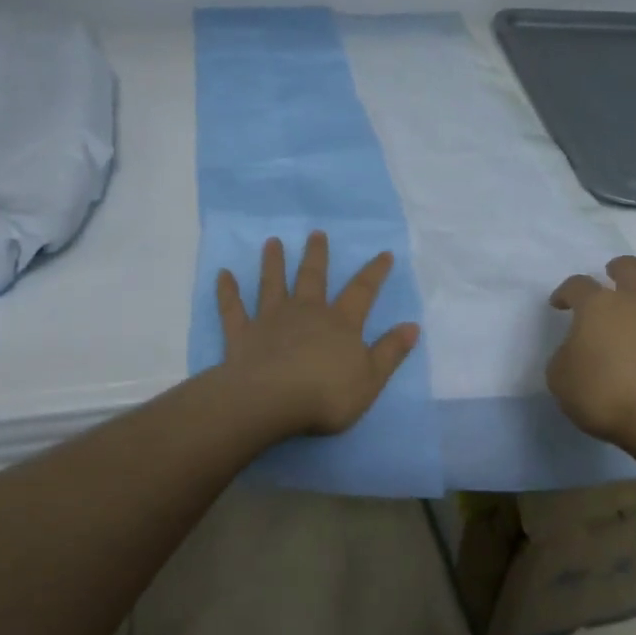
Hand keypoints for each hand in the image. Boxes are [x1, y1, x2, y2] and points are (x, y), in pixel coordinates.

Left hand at [215, 231, 420, 438]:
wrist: (271, 401)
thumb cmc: (326, 394)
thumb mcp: (371, 378)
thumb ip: (391, 351)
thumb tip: (412, 326)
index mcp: (340, 323)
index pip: (362, 291)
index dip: (374, 273)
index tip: (384, 253)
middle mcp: (306, 312)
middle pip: (313, 277)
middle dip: (316, 255)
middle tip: (316, 233)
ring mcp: (271, 320)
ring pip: (272, 284)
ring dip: (272, 262)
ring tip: (272, 242)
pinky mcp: (242, 334)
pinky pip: (233, 308)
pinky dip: (227, 292)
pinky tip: (222, 275)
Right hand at [547, 256, 635, 447]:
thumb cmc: (603, 391)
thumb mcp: (560, 378)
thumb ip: (565, 357)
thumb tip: (577, 352)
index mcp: (598, 305)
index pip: (578, 285)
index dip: (565, 292)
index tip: (559, 305)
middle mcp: (634, 304)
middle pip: (632, 269)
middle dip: (618, 269)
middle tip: (609, 278)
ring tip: (632, 317)